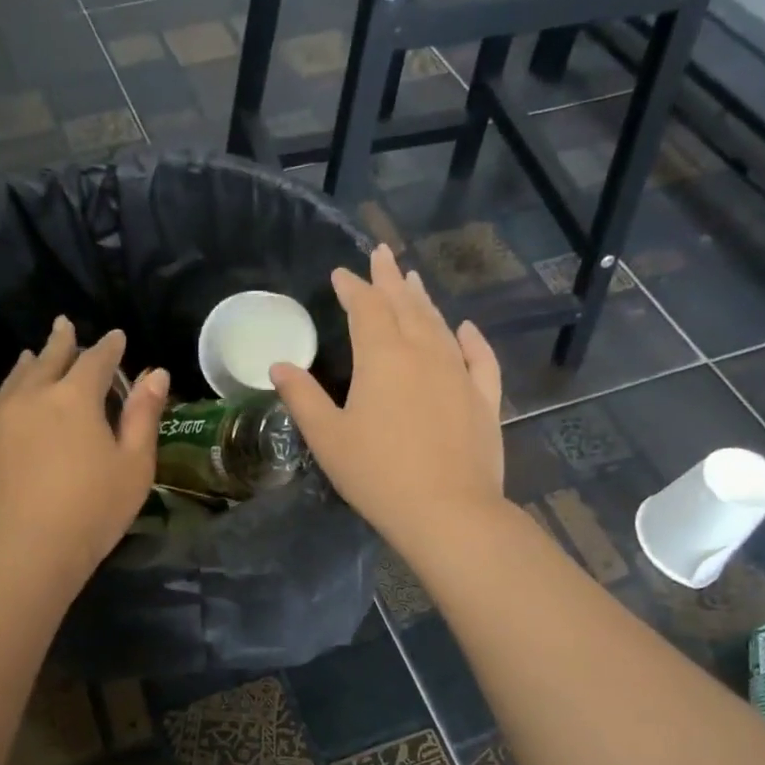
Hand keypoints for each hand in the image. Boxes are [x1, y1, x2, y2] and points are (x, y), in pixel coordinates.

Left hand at [0, 317, 168, 589]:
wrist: (18, 554)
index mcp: (75, 399)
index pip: (96, 360)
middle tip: (65, 327)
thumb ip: (144, 417)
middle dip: (62, 342)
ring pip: (11, 380)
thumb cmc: (89, 514)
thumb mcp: (133, 468)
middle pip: (48, 359)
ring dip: (27, 366)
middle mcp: (29, 396)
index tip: (116, 338)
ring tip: (32, 357)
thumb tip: (156, 373)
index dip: (109, 348)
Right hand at [271, 244, 504, 551]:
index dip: (352, 287)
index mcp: (382, 358)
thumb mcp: (328, 438)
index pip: (365, 308)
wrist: (447, 511)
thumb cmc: (377, 474)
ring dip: (424, 301)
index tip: (342, 273)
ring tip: (413, 280)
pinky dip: (471, 339)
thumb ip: (303, 397)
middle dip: (389, 279)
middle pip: (405, 306)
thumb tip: (280, 365)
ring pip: (439, 325)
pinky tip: (466, 328)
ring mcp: (459, 374)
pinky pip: (479, 358)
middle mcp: (424, 353)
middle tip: (382, 253)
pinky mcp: (484, 399)